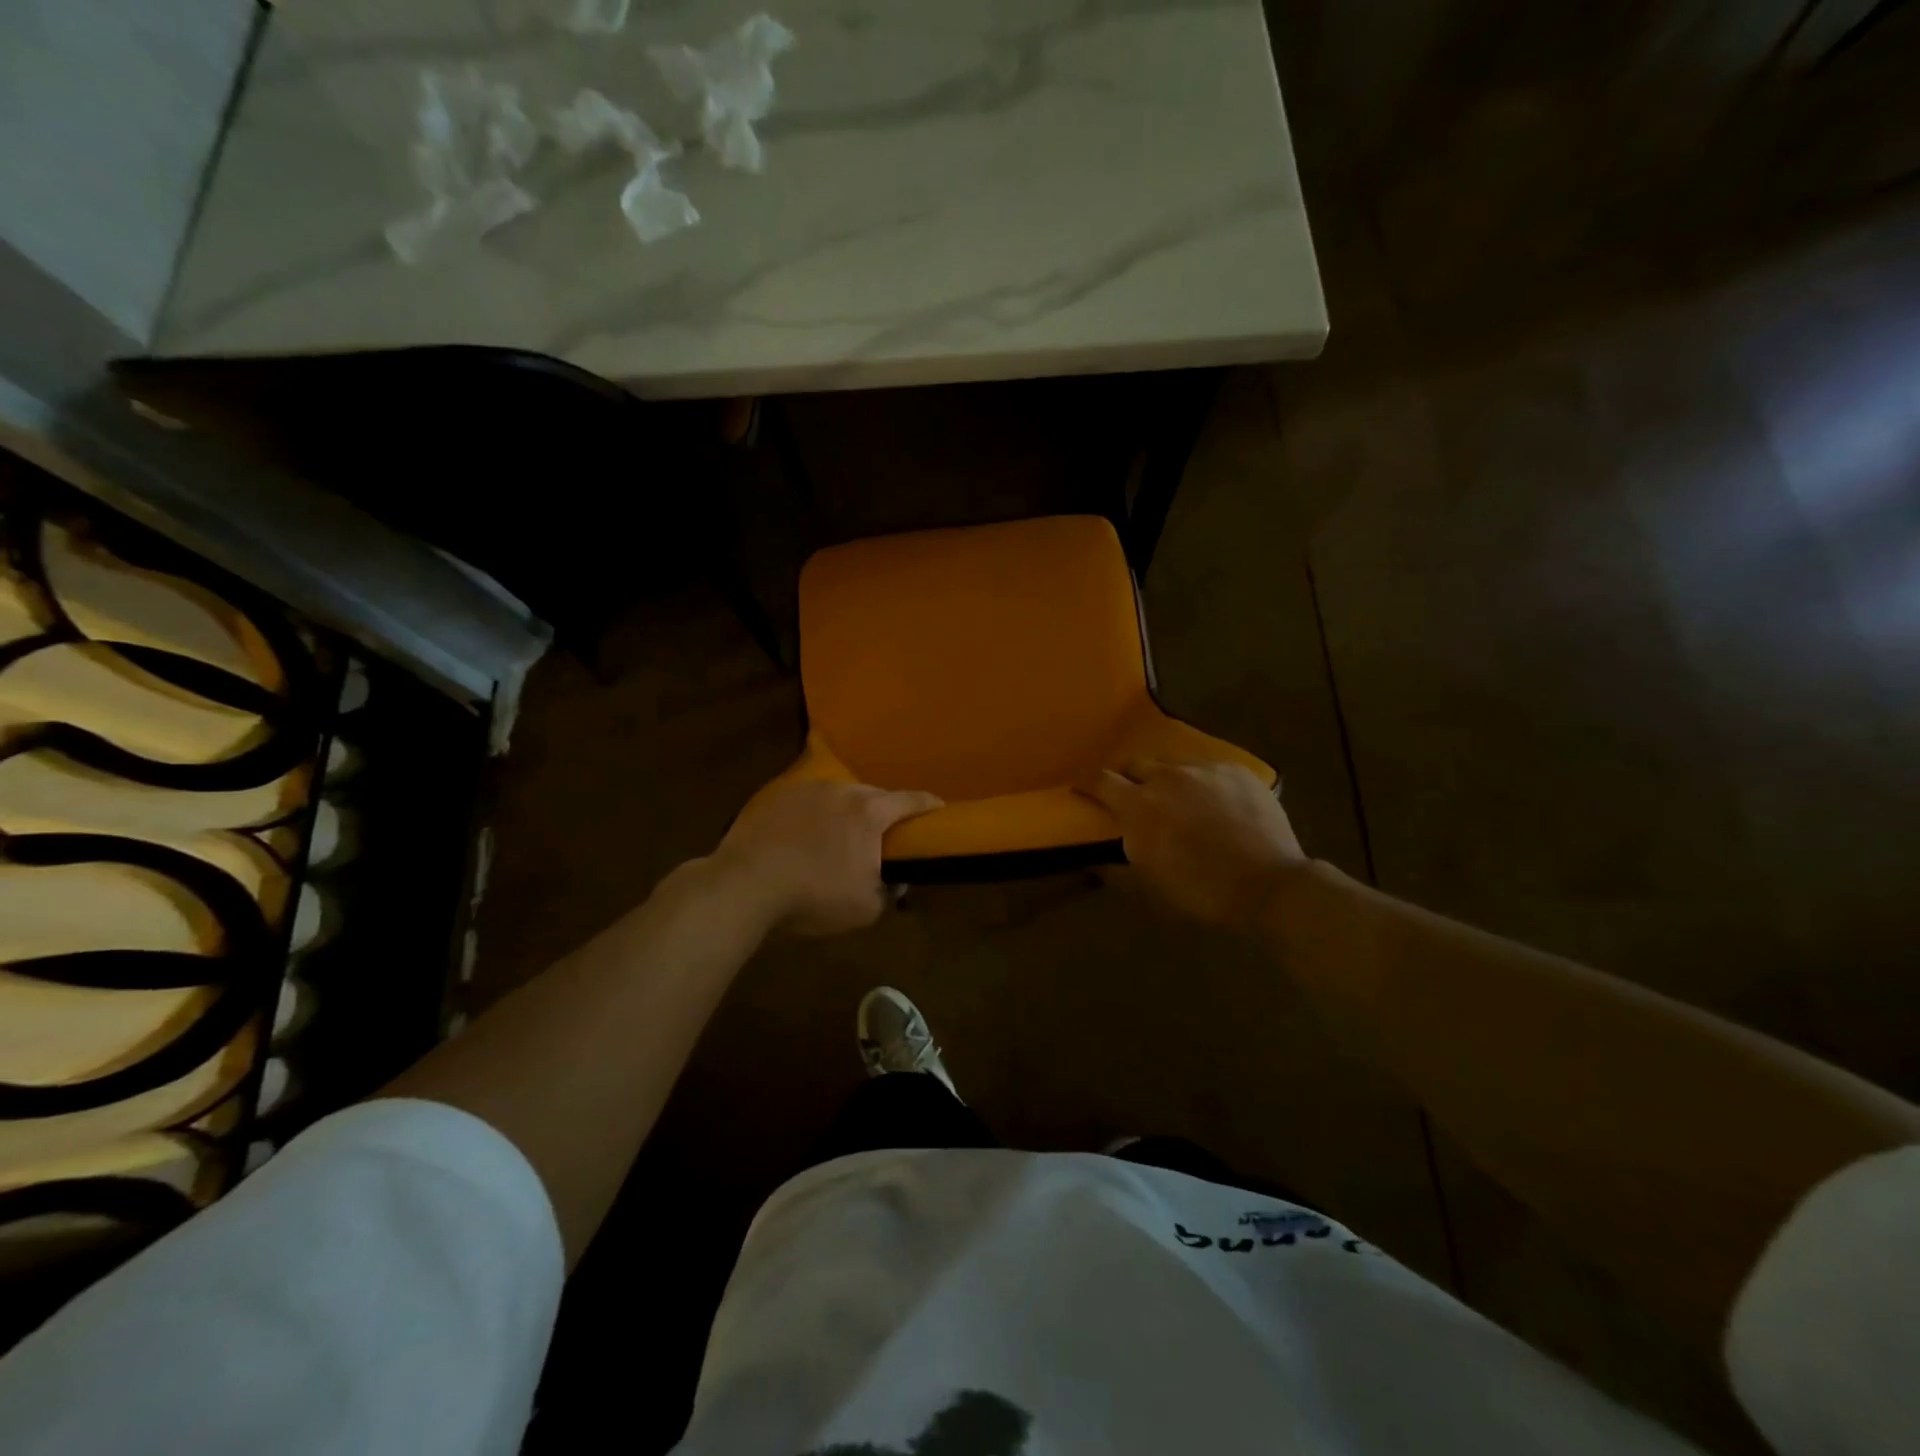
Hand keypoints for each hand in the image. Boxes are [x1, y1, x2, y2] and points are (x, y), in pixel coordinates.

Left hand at [711, 779, 942, 936]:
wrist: (745, 885)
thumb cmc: (814, 896)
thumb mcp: (864, 908)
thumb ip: (889, 893)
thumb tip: (896, 882)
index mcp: (869, 813)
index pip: (910, 801)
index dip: (928, 804)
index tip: (939, 807)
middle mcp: (840, 791)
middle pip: (873, 795)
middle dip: (883, 810)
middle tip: (884, 831)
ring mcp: (804, 790)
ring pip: (837, 795)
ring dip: (845, 811)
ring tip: (840, 834)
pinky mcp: (773, 797)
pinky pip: (805, 802)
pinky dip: (812, 815)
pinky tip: (803, 836)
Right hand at [1080, 760, 1305, 928]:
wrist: (1270, 885)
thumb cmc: (1202, 891)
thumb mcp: (1150, 886)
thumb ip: (1117, 866)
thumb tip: (1094, 858)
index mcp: (1140, 806)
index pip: (1100, 780)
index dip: (1088, 783)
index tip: (1084, 789)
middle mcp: (1167, 777)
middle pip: (1135, 764)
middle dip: (1129, 778)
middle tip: (1136, 798)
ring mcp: (1205, 769)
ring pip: (1174, 764)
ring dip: (1167, 779)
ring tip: (1180, 800)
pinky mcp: (1237, 770)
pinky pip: (1208, 769)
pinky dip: (1202, 783)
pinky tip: (1215, 803)